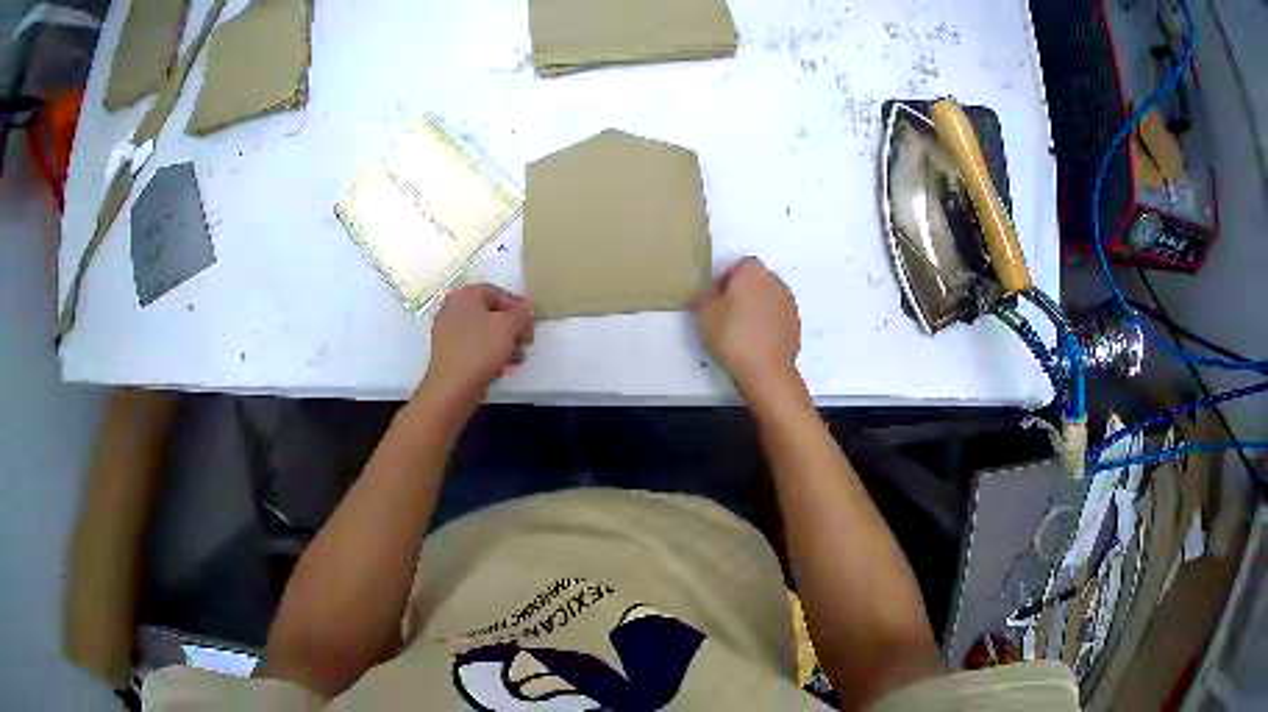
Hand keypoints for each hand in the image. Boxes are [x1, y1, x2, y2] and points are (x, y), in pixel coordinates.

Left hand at [420, 284, 534, 410]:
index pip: (498, 292)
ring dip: (504, 343)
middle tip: (525, 343)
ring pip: (483, 332)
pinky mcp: (448, 353)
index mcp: (464, 295)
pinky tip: (501, 368)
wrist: (451, 389)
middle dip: (511, 328)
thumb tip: (526, 306)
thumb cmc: (480, 350)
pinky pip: (474, 347)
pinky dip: (489, 354)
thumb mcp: (509, 326)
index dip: (518, 307)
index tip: (529, 326)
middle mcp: (452, 308)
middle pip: (490, 313)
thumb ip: (522, 312)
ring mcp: (447, 332)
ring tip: (516, 359)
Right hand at [693, 257, 800, 393]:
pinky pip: (777, 313)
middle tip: (727, 313)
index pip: (739, 265)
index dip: (726, 280)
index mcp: (752, 272)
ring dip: (756, 305)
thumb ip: (705, 297)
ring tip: (742, 328)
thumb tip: (707, 295)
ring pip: (768, 296)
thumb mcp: (706, 314)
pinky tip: (756, 339)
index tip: (716, 299)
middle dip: (742, 291)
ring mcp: (788, 302)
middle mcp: (774, 281)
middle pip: (756, 279)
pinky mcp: (795, 321)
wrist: (766, 369)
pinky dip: (768, 320)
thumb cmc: (732, 336)